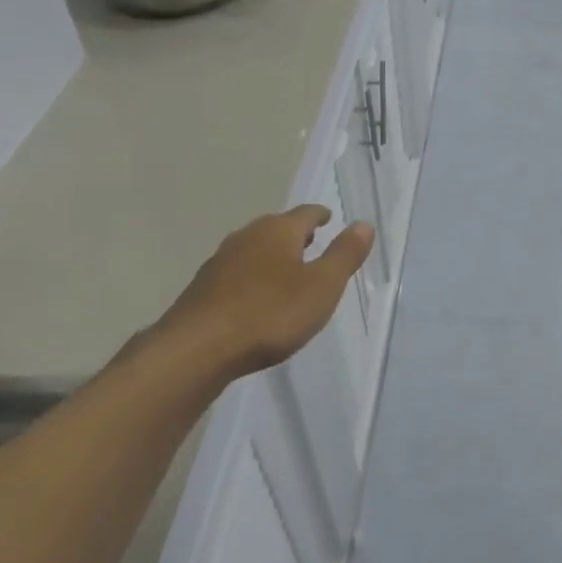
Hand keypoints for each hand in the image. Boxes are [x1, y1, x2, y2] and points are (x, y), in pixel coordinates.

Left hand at [134, 206, 374, 385]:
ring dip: (271, 255)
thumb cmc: (270, 314)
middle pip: (276, 228)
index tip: (329, 218)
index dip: (320, 215)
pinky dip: (252, 276)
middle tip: (311, 242)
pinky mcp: (203, 287)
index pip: (306, 214)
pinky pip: (237, 272)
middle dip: (295, 234)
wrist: (198, 348)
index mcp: (279, 231)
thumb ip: (344, 255)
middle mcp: (247, 237)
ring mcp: (221, 261)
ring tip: (286, 269)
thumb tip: (363, 224)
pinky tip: (255, 297)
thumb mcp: (322, 287)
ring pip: (254, 249)